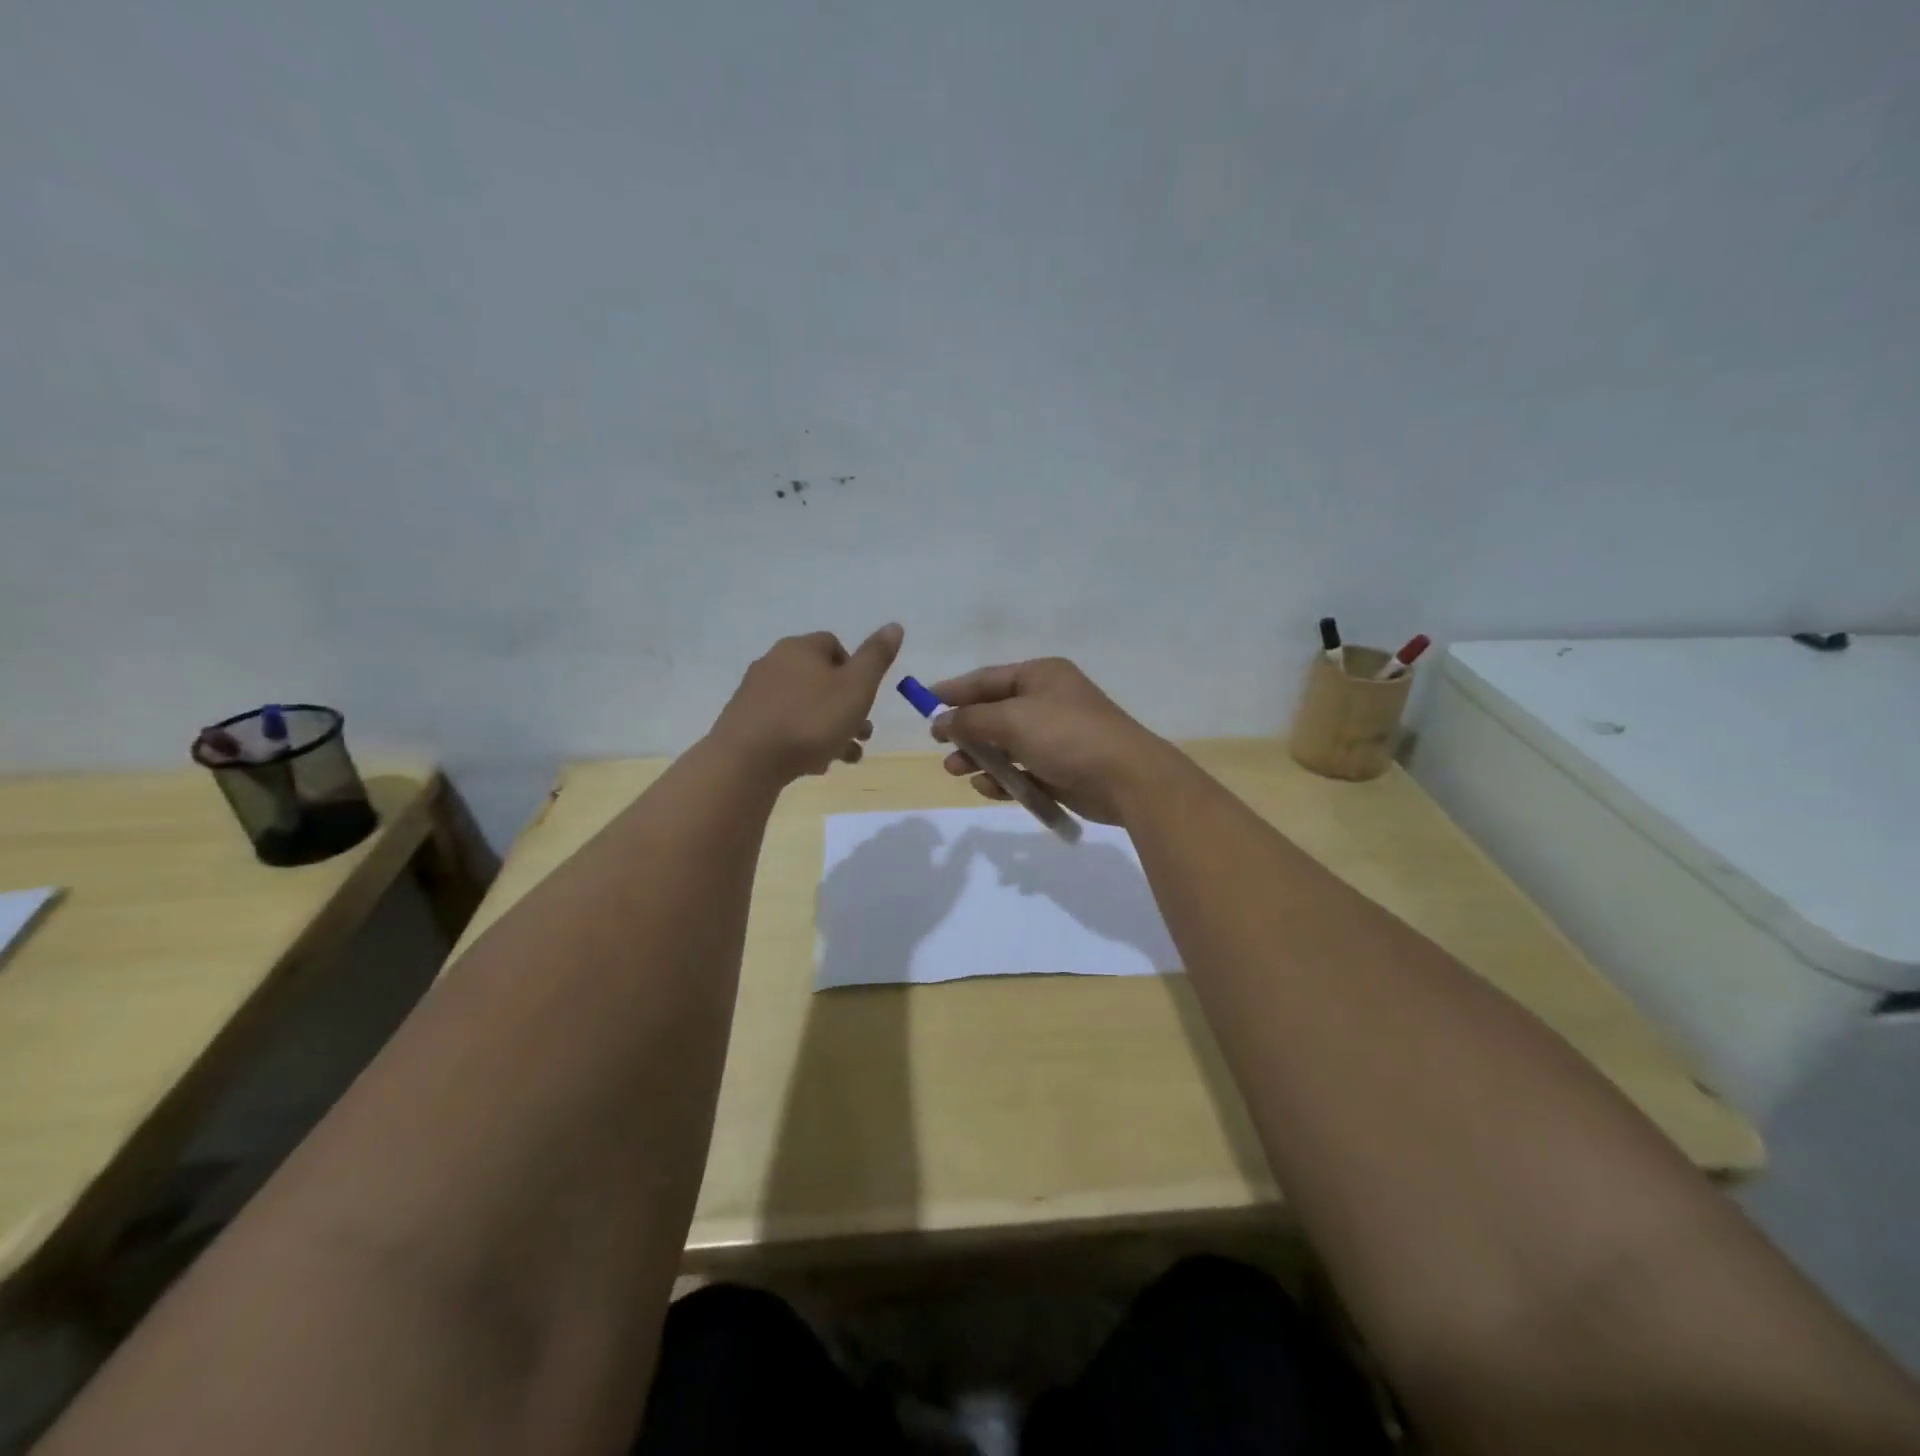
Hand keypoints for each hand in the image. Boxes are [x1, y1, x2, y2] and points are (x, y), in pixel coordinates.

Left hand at [711, 624, 903, 782]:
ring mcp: (754, 694)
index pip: (834, 645)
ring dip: (829, 728)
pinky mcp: (744, 723)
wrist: (747, 761)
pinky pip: (783, 726)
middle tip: (862, 734)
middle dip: (846, 706)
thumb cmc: (810, 720)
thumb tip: (894, 625)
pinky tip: (814, 764)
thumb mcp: (856, 688)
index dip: (855, 670)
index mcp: (800, 648)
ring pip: (803, 706)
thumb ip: (876, 657)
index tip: (865, 698)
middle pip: (819, 679)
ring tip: (846, 757)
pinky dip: (802, 740)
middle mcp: (773, 663)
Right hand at [928, 657, 1179, 824]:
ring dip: (979, 757)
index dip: (954, 690)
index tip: (924, 702)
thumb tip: (941, 721)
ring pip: (1005, 745)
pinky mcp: (1059, 769)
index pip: (987, 679)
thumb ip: (971, 720)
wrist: (1126, 778)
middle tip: (939, 744)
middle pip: (994, 713)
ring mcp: (1054, 737)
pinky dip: (1003, 778)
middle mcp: (1047, 701)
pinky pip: (1021, 770)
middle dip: (965, 730)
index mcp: (1040, 676)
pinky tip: (986, 788)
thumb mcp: (1013, 720)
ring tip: (955, 770)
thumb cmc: (1067, 735)